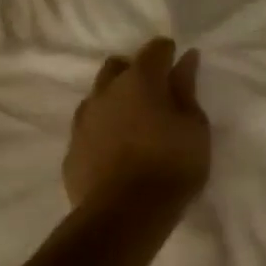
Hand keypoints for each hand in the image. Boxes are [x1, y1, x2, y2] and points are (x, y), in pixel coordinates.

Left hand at [62, 38, 210, 209]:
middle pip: (118, 66)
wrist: (124, 216)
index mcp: (140, 79)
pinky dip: (102, 130)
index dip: (168, 53)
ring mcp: (83, 120)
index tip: (179, 67)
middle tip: (155, 94)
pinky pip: (88, 127)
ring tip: (134, 123)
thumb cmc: (171, 164)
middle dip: (135, 71)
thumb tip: (185, 59)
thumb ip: (187, 89)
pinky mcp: (71, 150)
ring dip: (115, 100)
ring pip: (98, 96)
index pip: (155, 48)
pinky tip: (116, 149)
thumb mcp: (194, 126)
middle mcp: (106, 91)